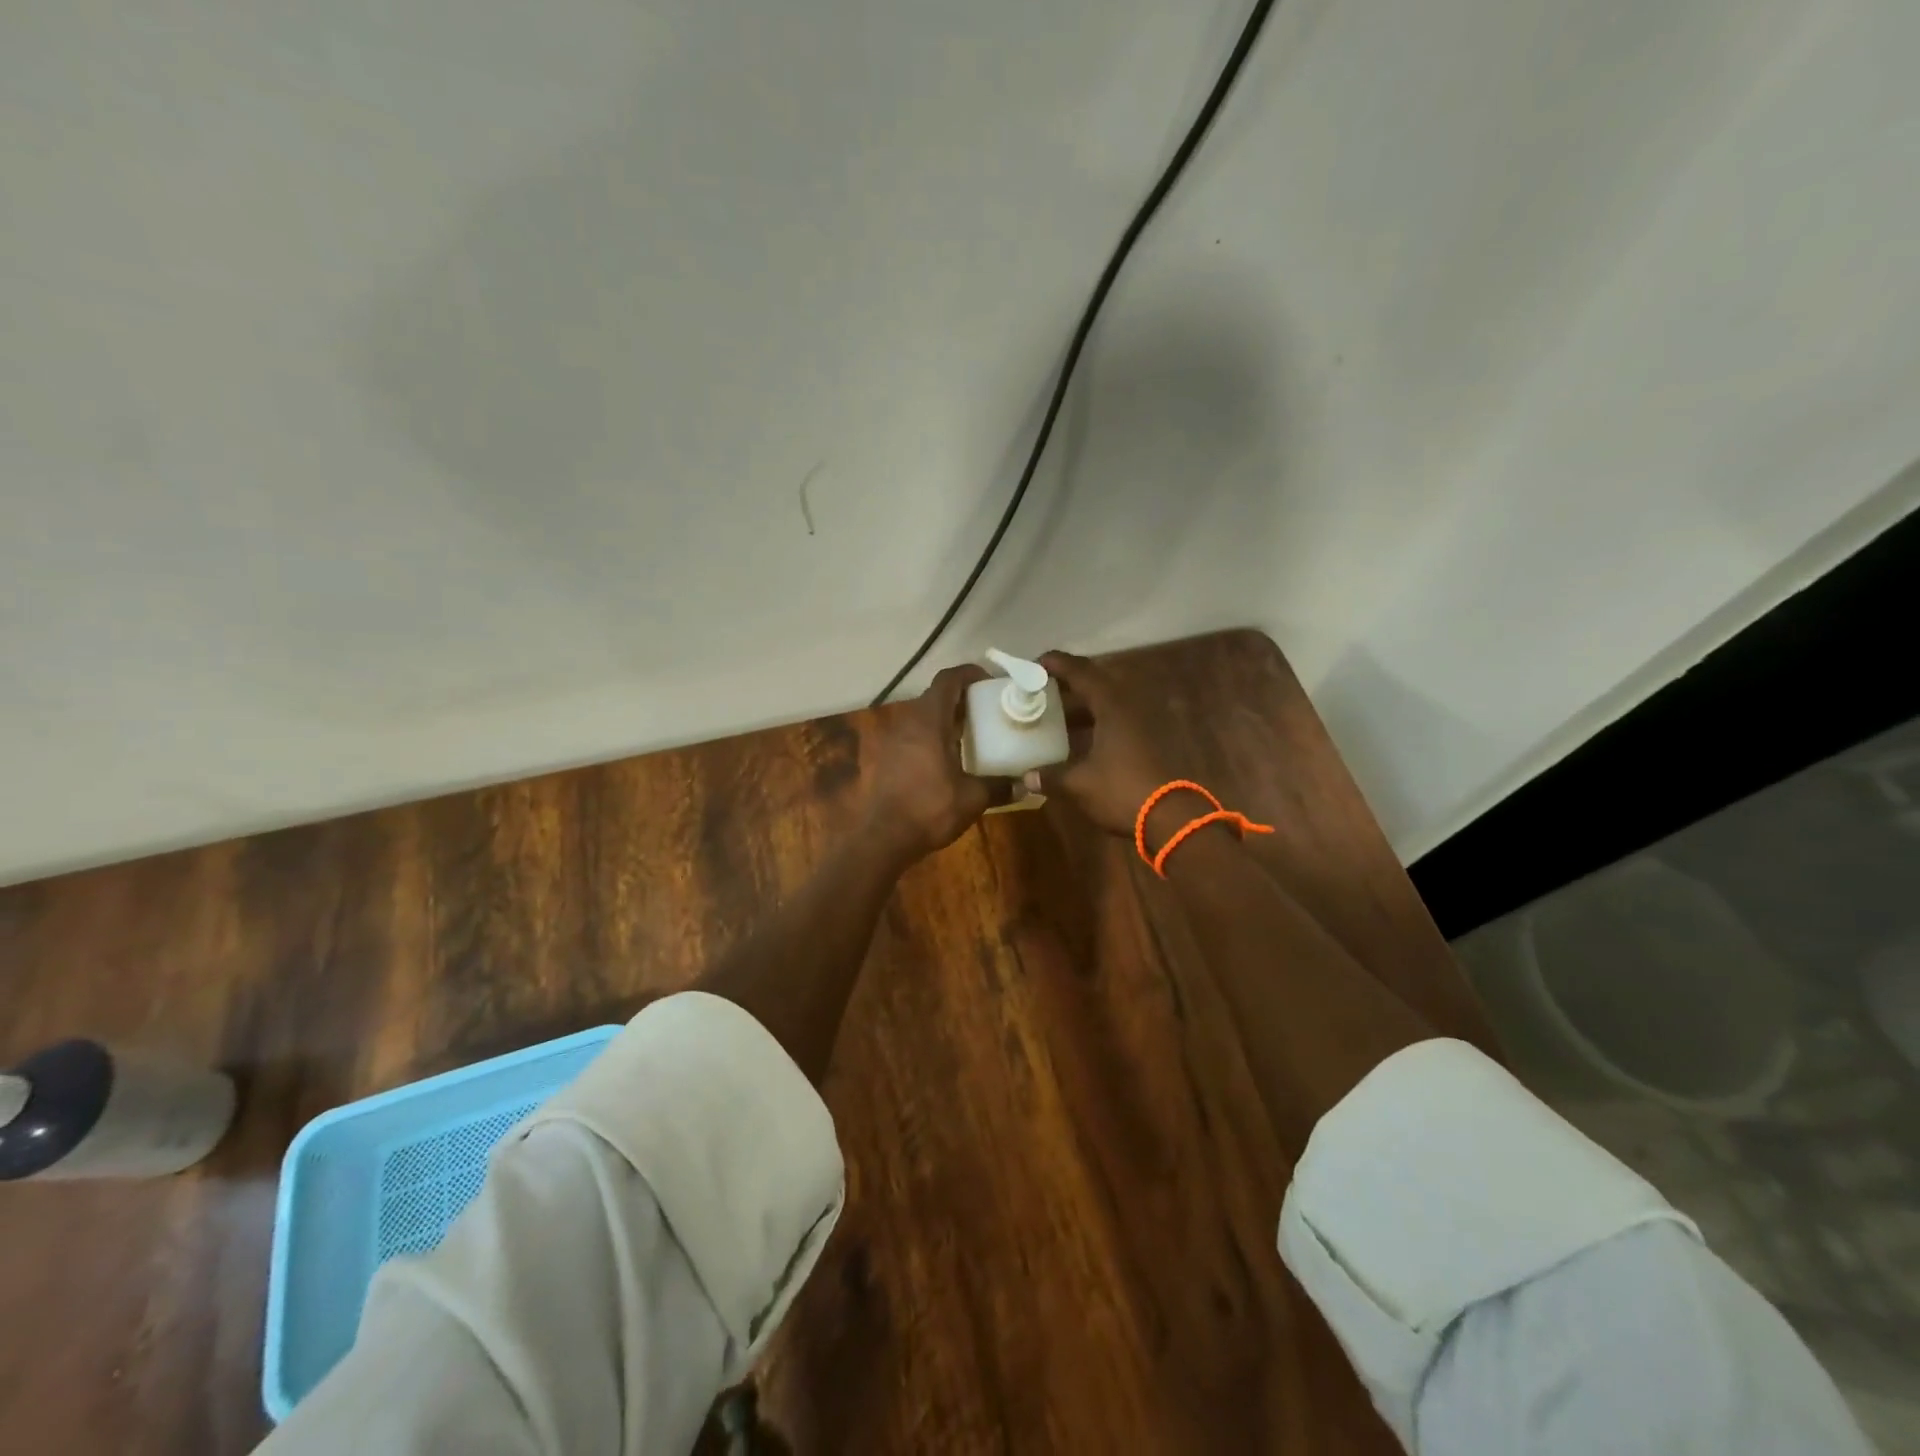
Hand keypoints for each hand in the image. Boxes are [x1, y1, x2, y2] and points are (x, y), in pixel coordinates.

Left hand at [863, 664, 997, 861]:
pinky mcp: (887, 757)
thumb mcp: (972, 798)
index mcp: (929, 720)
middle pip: (936, 696)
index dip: (969, 674)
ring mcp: (893, 739)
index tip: (990, 683)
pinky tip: (949, 758)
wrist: (883, 838)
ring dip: (946, 719)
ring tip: (972, 734)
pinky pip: (913, 735)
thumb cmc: (929, 809)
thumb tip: (1025, 785)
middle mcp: (908, 722)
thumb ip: (999, 787)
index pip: (948, 680)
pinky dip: (933, 737)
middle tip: (988, 711)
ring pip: (923, 716)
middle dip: (962, 698)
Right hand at [1025, 651, 1181, 836]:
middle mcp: (1129, 705)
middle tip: (1041, 692)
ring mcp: (1144, 723)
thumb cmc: (1121, 791)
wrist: (1172, 818)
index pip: (1080, 671)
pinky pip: (1117, 721)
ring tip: (1055, 717)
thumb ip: (1051, 775)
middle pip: (1095, 683)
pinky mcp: (1151, 740)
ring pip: (1107, 704)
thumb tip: (1026, 777)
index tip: (1033, 664)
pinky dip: (1096, 724)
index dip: (1056, 664)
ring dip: (1082, 707)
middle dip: (1067, 685)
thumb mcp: (1079, 784)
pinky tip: (1080, 740)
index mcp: (1111, 705)